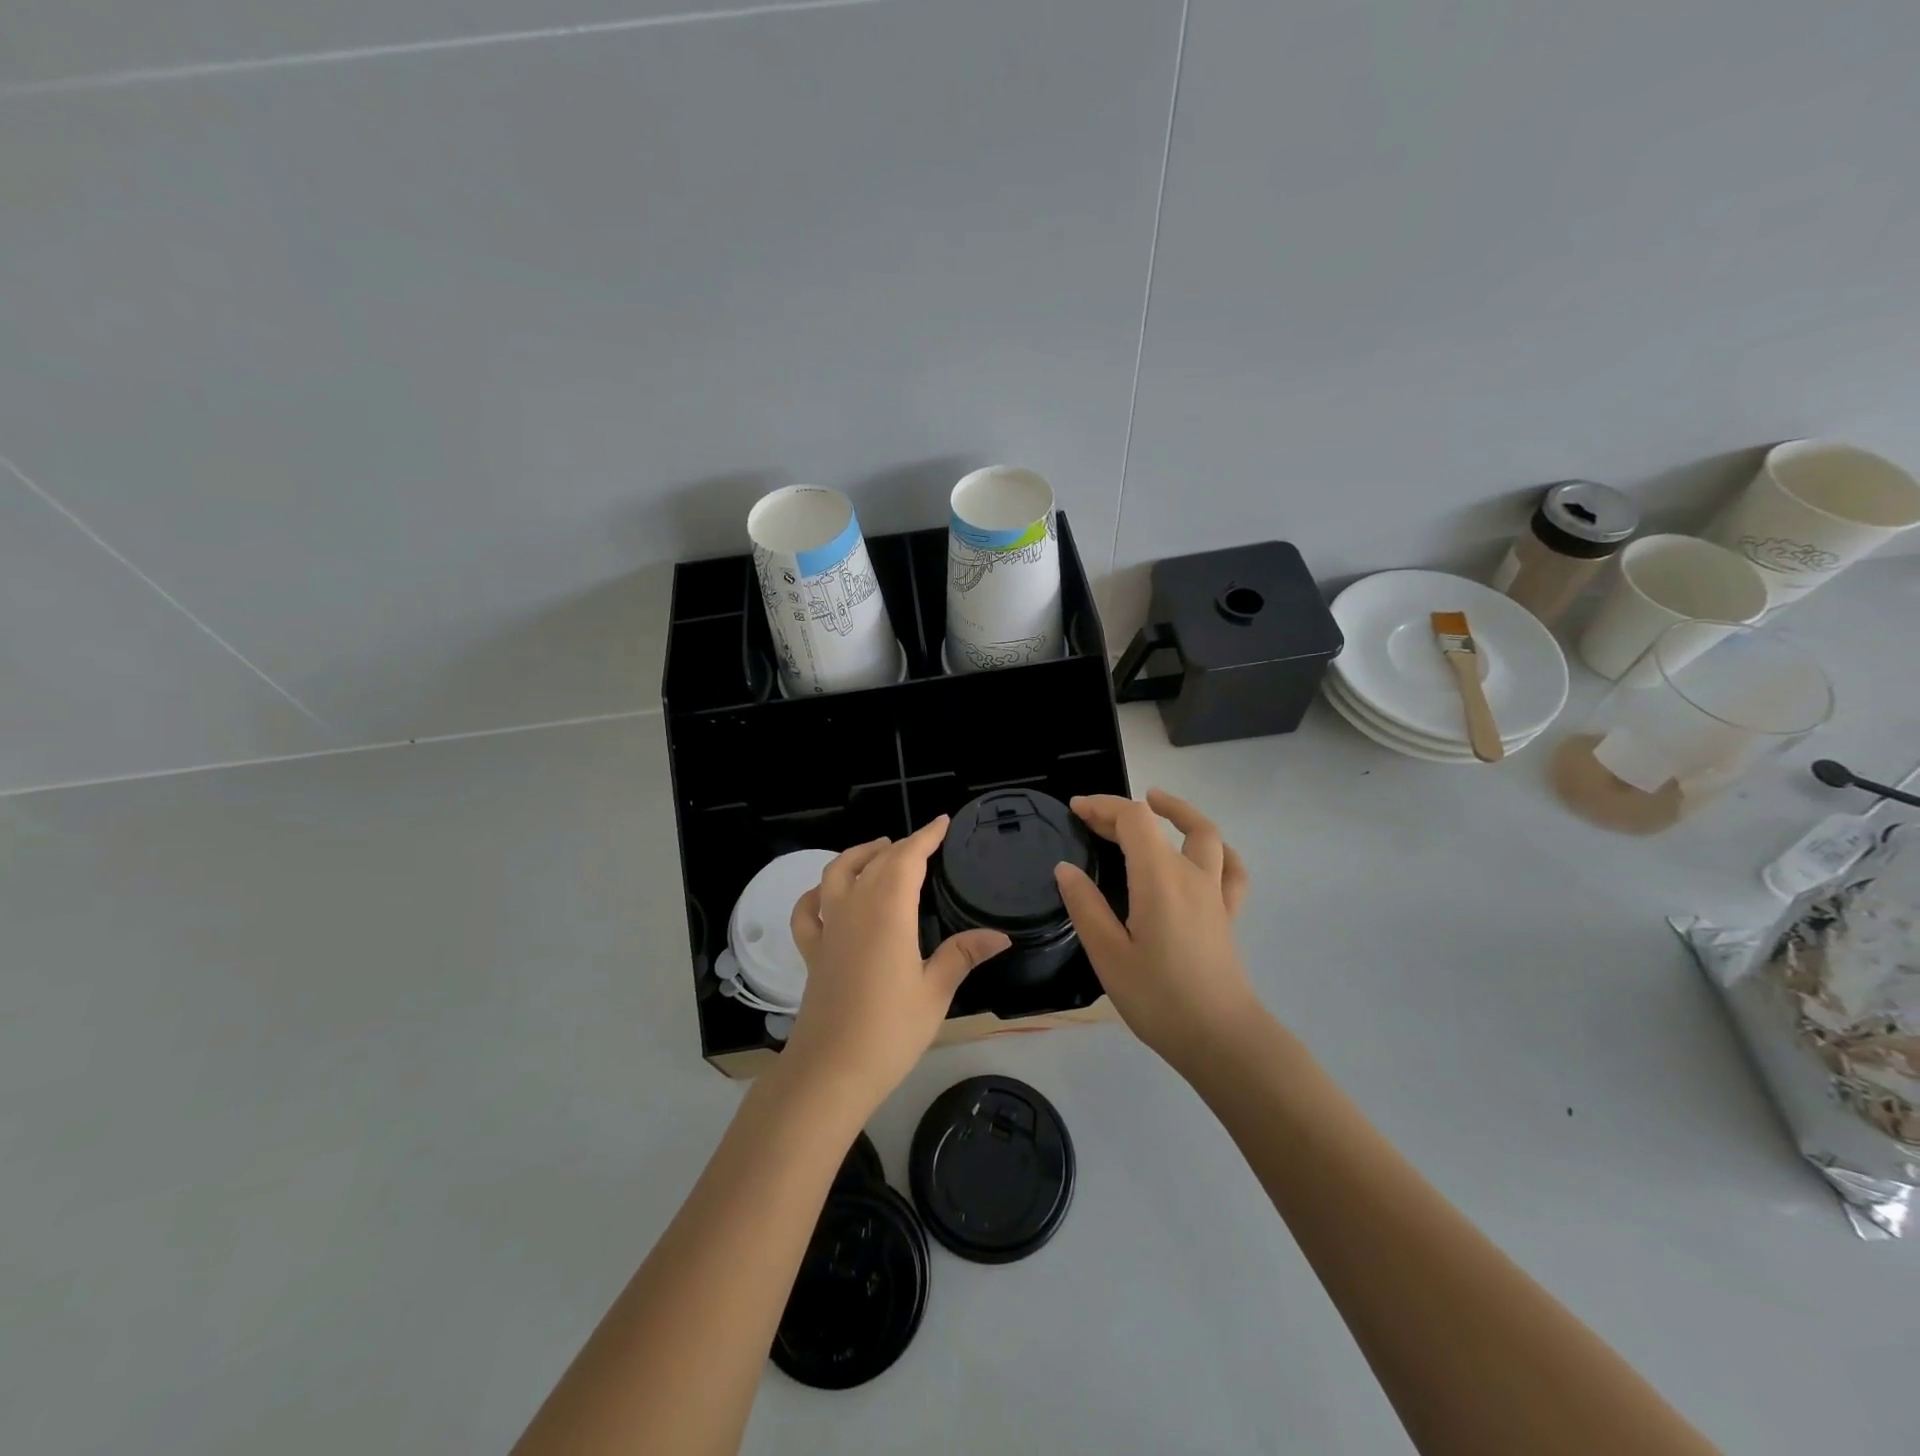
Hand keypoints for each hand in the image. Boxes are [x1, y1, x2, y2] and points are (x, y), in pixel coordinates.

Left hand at [783, 818, 1009, 1108]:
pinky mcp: (812, 952)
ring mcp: (828, 929)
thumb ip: (963, 955)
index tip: (942, 823)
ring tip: (879, 850)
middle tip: (924, 842)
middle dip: (901, 846)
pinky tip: (827, 895)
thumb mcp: (935, 992)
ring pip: (837, 874)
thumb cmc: (890, 1031)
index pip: (907, 858)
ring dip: (859, 855)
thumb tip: (1000, 935)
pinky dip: (817, 893)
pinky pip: (808, 911)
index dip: (925, 837)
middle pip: (875, 862)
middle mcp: (854, 909)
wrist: (830, 1071)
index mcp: (888, 912)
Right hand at [1053, 789, 1256, 1071]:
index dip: (1103, 806)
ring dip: (1179, 813)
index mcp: (1159, 878)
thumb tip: (1066, 869)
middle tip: (1091, 818)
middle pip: (1160, 823)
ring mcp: (1214, 893)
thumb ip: (1086, 907)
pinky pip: (1230, 870)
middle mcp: (1191, 874)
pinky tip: (1206, 853)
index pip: (1134, 819)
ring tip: (1157, 804)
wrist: (1221, 1039)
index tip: (1075, 809)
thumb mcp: (1108, 955)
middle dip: (1123, 813)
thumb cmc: (1159, 998)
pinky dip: (1218, 850)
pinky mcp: (1227, 915)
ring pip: (1206, 835)